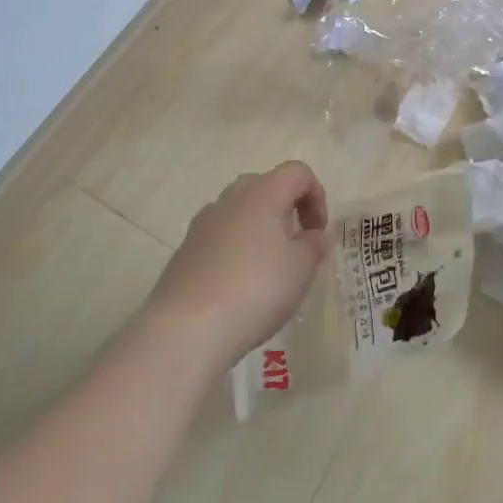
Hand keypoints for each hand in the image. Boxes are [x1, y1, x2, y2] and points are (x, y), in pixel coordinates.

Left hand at [144, 162, 331, 372]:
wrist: (185, 330)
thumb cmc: (256, 289)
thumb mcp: (301, 268)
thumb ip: (314, 245)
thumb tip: (314, 235)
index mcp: (263, 193)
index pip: (298, 172)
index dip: (316, 196)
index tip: (318, 232)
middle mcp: (230, 200)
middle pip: (265, 186)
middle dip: (285, 209)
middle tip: (294, 245)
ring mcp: (202, 225)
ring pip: (238, 212)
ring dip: (259, 230)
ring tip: (268, 268)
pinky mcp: (184, 253)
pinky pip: (218, 238)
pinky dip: (235, 250)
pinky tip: (239, 287)